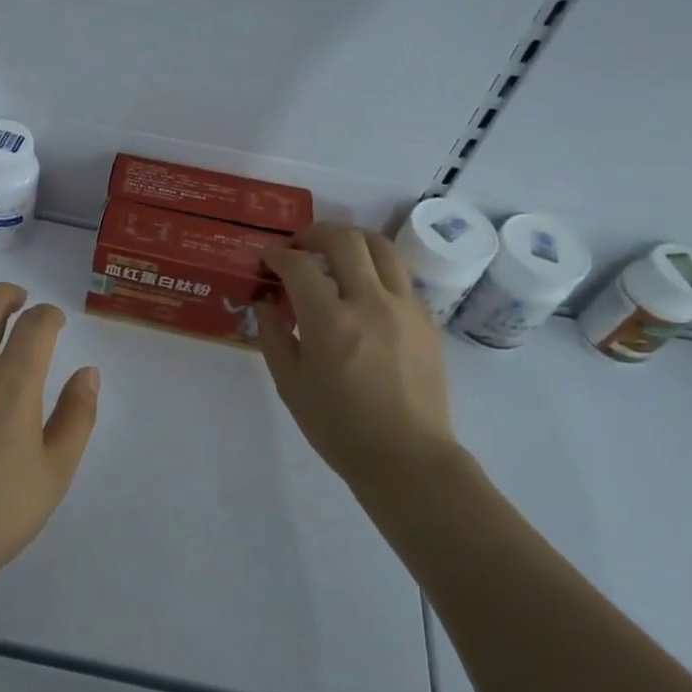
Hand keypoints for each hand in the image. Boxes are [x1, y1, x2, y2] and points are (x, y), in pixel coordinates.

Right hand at [258, 224, 455, 490]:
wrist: (407, 457)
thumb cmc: (339, 427)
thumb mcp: (290, 385)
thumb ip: (273, 336)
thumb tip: (265, 303)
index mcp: (330, 321)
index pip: (300, 265)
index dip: (279, 256)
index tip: (269, 259)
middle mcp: (370, 302)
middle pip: (345, 241)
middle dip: (316, 233)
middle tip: (300, 245)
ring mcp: (405, 308)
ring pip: (381, 248)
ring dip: (352, 241)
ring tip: (336, 253)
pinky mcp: (426, 320)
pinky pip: (400, 277)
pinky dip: (376, 270)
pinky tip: (364, 291)